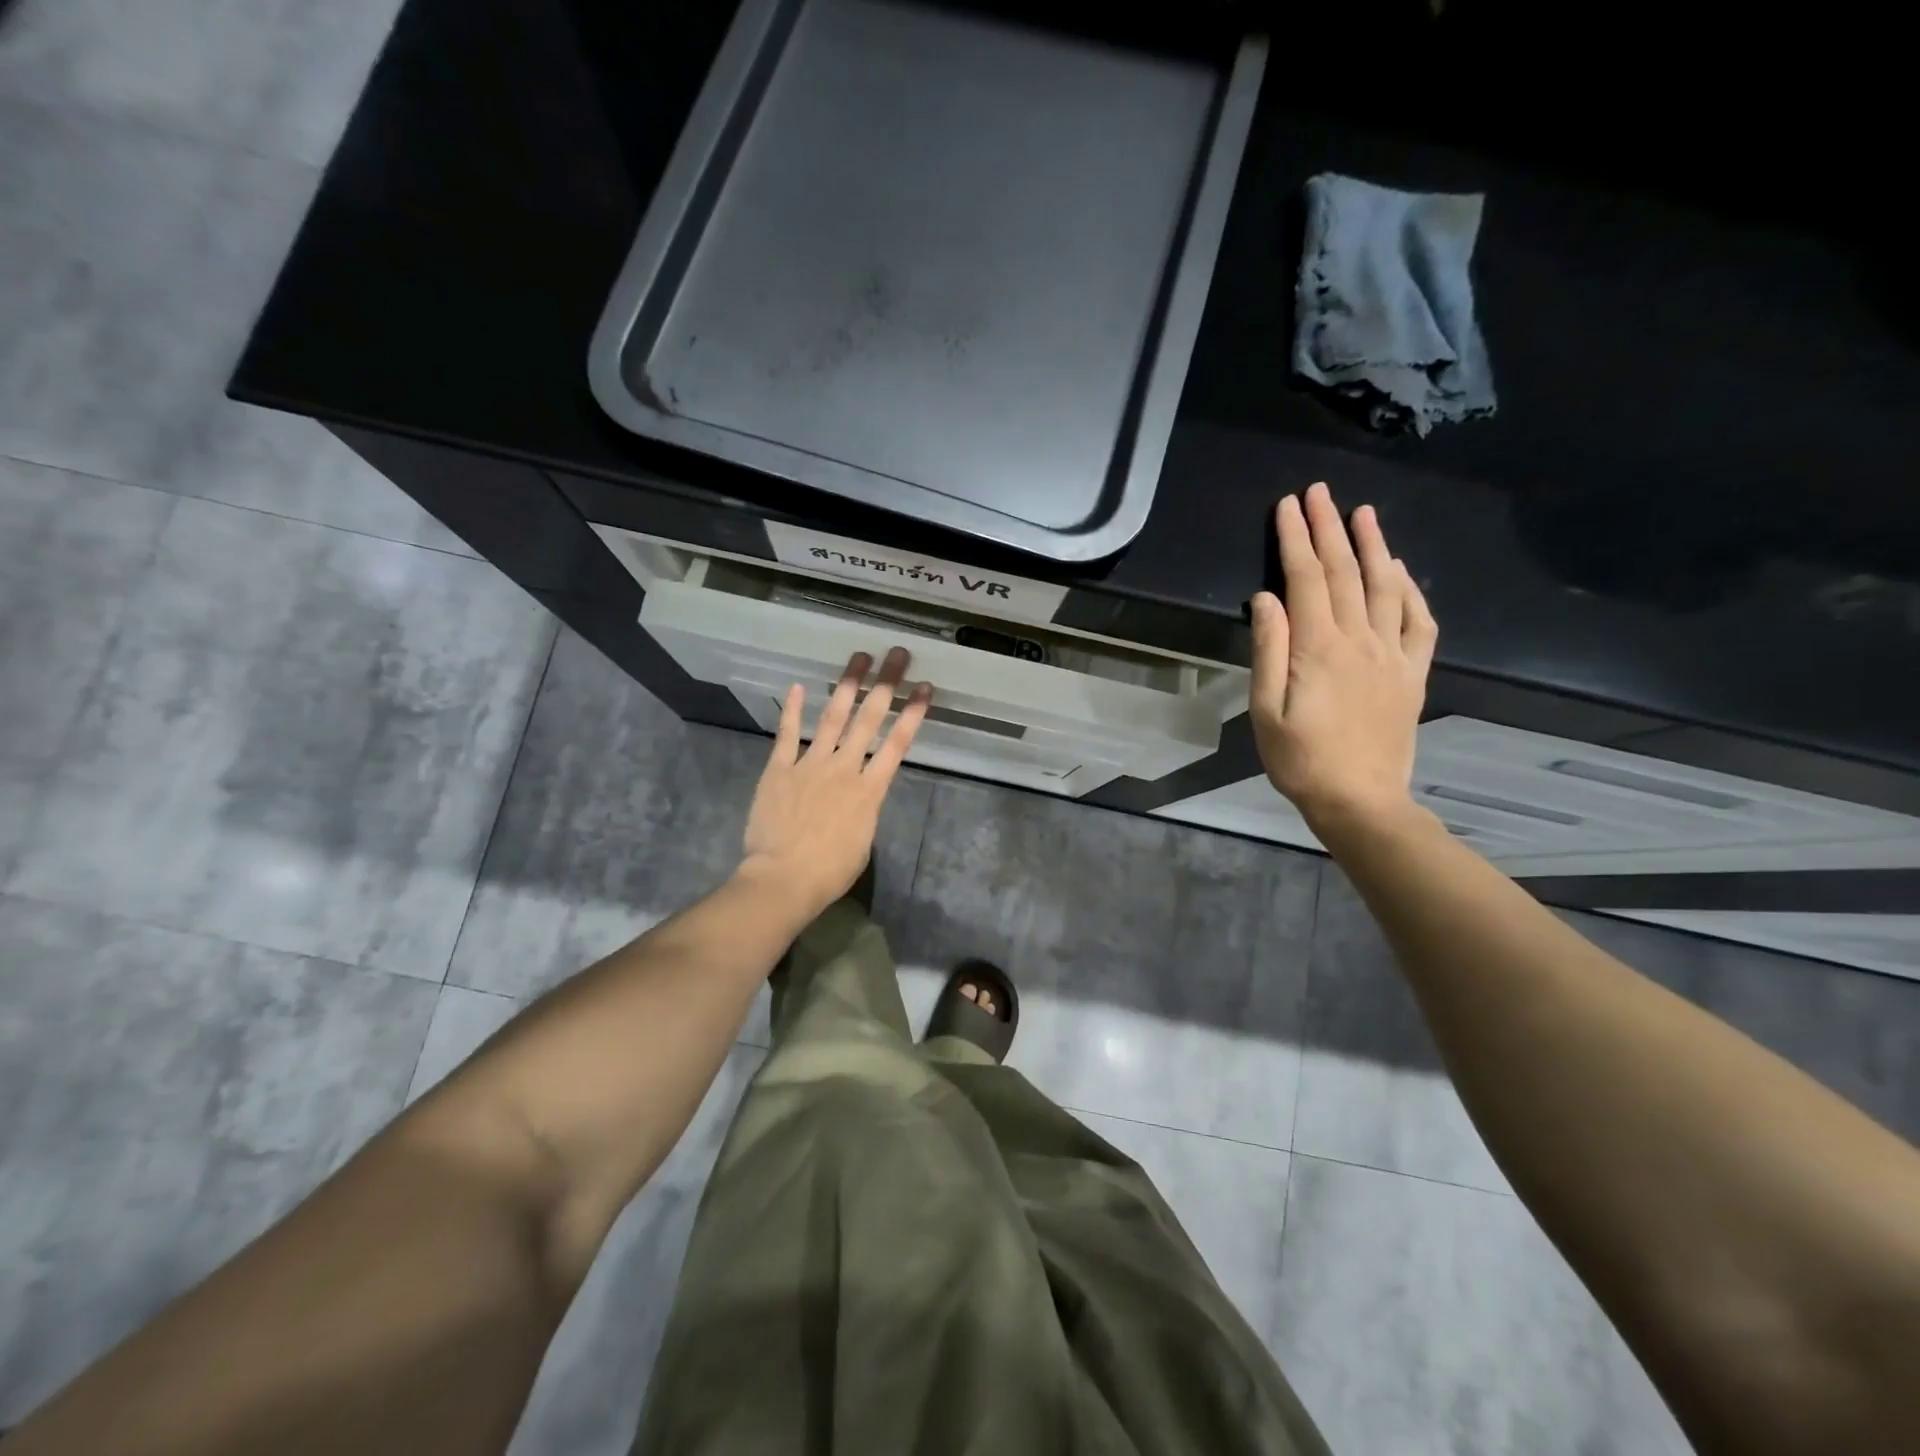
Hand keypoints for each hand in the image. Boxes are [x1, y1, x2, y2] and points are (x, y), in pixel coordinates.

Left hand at [738, 647, 930, 921]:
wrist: (783, 879)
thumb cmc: (829, 871)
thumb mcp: (862, 841)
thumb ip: (865, 810)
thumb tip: (862, 793)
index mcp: (870, 790)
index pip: (898, 743)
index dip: (913, 713)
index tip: (924, 687)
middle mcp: (844, 768)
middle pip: (869, 719)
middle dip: (886, 684)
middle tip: (897, 655)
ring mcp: (810, 764)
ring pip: (833, 717)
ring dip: (847, 685)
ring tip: (858, 658)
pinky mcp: (780, 768)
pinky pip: (788, 734)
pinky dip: (794, 709)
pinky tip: (800, 686)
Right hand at [1249, 481, 1437, 831]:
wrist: (1360, 800)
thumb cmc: (1300, 760)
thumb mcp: (1266, 711)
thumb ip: (1268, 650)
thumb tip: (1266, 598)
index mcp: (1319, 648)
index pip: (1306, 580)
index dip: (1295, 539)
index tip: (1287, 506)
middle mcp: (1360, 640)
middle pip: (1345, 572)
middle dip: (1329, 528)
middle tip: (1319, 492)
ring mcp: (1392, 655)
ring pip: (1386, 587)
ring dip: (1373, 546)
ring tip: (1363, 513)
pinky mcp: (1412, 673)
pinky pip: (1419, 622)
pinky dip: (1412, 589)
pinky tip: (1402, 571)